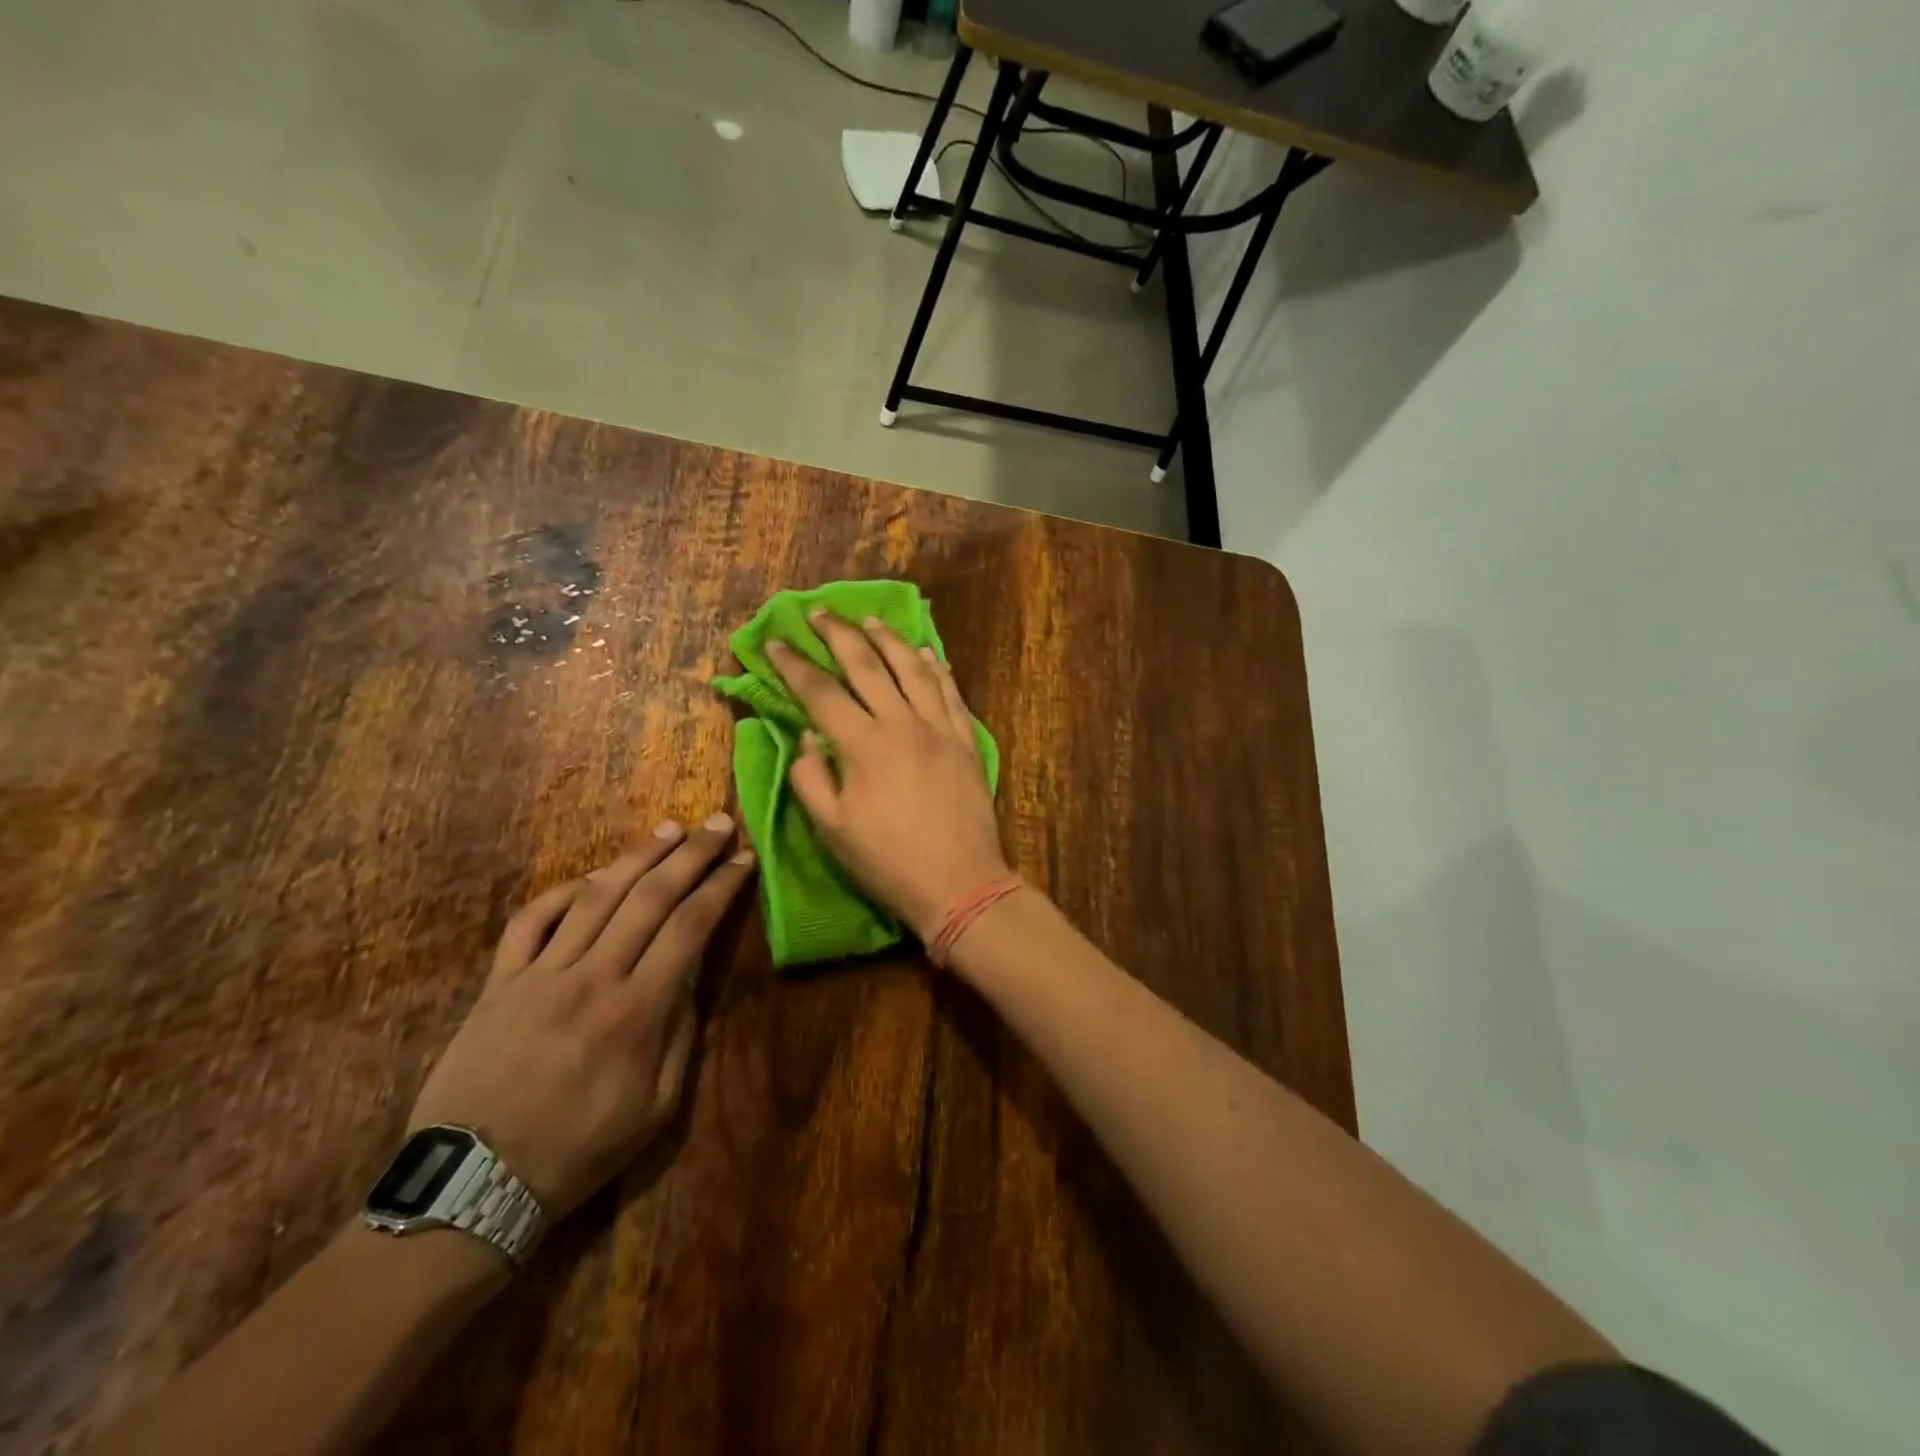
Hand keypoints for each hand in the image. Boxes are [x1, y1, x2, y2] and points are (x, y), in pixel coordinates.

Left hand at [407, 815, 754, 1221]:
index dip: (721, 888)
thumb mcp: (658, 1108)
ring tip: (669, 829)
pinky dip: (565, 892)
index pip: (690, 927)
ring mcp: (540, 975)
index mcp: (637, 1012)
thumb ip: (682, 1035)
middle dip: (691, 855)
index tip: (744, 860)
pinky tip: (593, 878)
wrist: (473, 1187)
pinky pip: (532, 920)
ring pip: (596, 897)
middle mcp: (592, 978)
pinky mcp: (499, 983)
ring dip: (637, 857)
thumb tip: (691, 978)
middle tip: (717, 824)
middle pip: (650, 898)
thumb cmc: (579, 1151)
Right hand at [766, 611, 1006, 941]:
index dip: (794, 665)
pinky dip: (936, 668)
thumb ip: (811, 776)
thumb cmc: (887, 861)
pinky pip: (950, 692)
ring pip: (913, 668)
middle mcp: (901, 723)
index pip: (820, 691)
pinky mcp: (966, 740)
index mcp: (862, 744)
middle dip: (838, 634)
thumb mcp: (832, 829)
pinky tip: (927, 654)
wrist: (960, 882)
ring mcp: (939, 728)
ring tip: (869, 621)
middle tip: (819, 612)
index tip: (776, 641)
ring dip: (888, 640)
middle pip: (867, 665)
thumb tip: (808, 736)